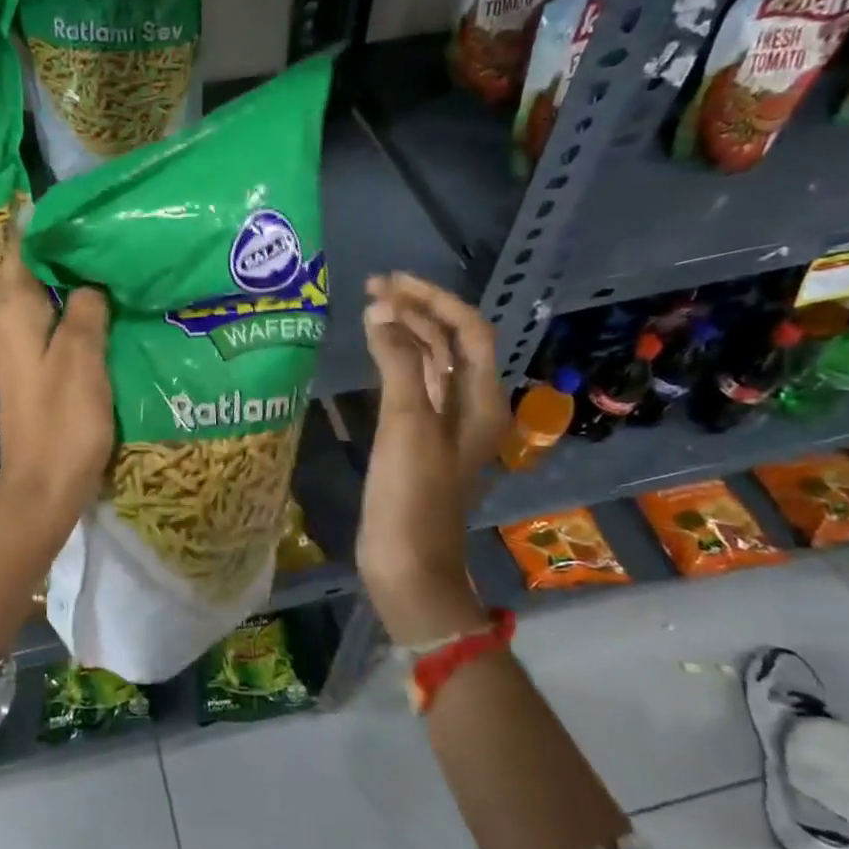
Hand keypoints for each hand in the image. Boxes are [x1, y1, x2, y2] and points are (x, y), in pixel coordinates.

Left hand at [0, 244, 113, 538]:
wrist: (45, 488)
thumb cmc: (62, 421)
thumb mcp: (81, 357)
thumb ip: (84, 310)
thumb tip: (89, 281)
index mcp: (12, 313)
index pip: (20, 248)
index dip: (45, 224)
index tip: (81, 206)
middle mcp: (6, 324)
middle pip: (29, 271)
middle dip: (61, 249)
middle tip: (105, 230)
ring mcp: (18, 348)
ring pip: (40, 297)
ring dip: (67, 279)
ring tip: (108, 260)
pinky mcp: (32, 369)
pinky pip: (48, 323)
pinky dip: (69, 308)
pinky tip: (100, 308)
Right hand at [357, 273, 507, 645]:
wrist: (408, 564)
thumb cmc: (412, 494)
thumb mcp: (408, 423)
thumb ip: (399, 363)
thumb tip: (381, 313)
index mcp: (480, 400)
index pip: (468, 330)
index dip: (433, 300)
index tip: (391, 283)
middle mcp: (469, 406)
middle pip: (449, 343)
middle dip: (415, 311)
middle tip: (372, 289)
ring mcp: (443, 425)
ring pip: (430, 364)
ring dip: (404, 334)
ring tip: (368, 311)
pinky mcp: (418, 441)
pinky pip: (412, 387)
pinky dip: (394, 363)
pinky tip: (372, 354)